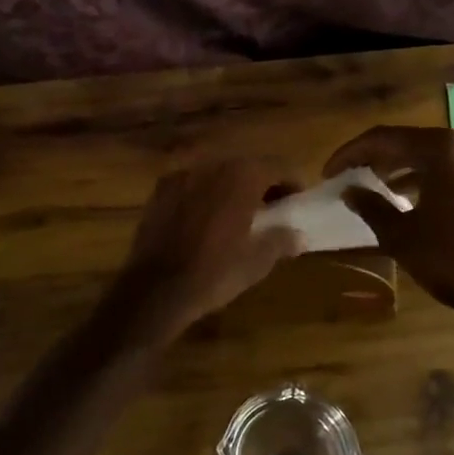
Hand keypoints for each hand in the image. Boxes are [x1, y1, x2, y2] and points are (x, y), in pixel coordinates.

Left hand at [105, 158, 304, 342]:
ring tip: (237, 215)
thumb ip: (281, 240)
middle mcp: (212, 166)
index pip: (277, 167)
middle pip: (246, 167)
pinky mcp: (160, 190)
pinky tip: (204, 220)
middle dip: (261, 184)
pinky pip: (192, 185)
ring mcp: (182, 175)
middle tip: (270, 209)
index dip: (292, 183)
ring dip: (231, 188)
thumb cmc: (214, 273)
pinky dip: (204, 195)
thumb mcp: (257, 262)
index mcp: (242, 177)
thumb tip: (297, 235)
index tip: (296, 202)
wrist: (155, 288)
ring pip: (217, 174)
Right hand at [324, 126, 453, 319]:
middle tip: (345, 176)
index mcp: (442, 149)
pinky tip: (403, 197)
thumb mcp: (400, 235)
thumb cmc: (451, 259)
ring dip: (397, 167)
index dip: (350, 154)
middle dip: (373, 158)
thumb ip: (370, 206)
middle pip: (407, 142)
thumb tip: (348, 191)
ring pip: (428, 155)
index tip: (328, 172)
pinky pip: (447, 168)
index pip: (384, 139)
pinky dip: (422, 177)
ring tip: (369, 185)